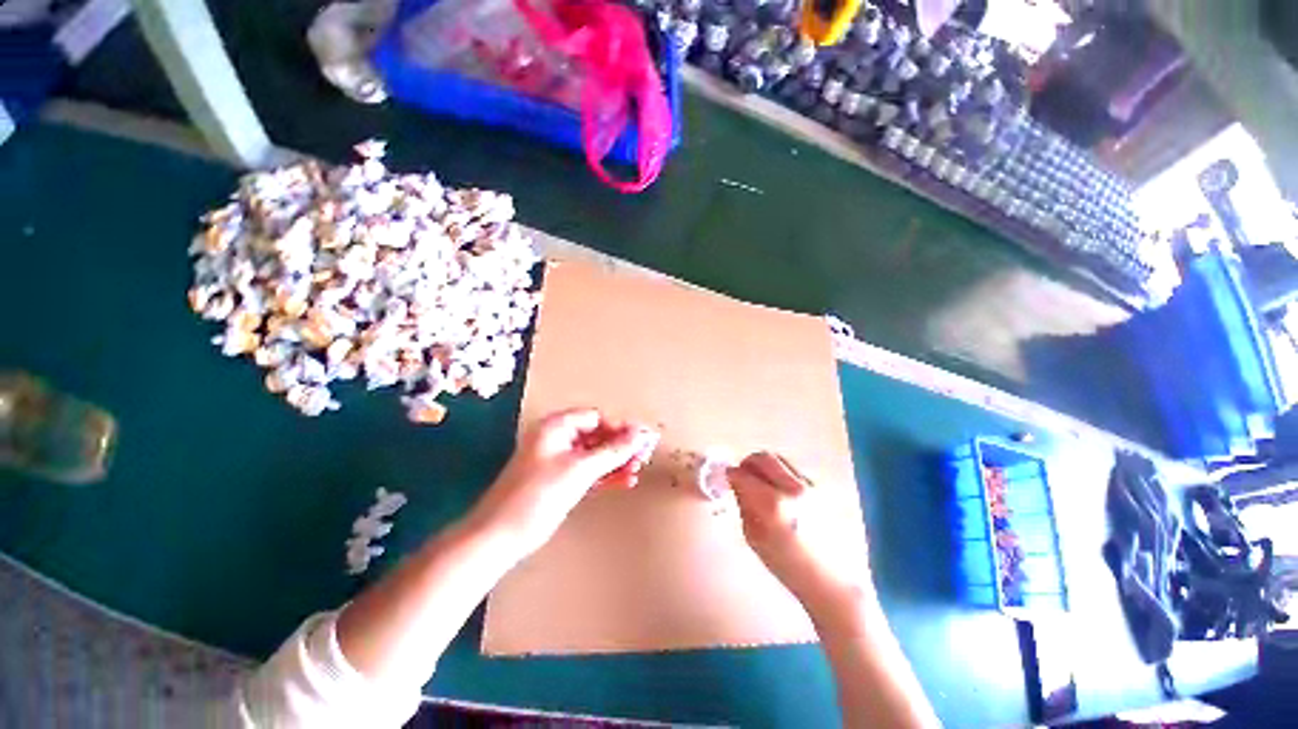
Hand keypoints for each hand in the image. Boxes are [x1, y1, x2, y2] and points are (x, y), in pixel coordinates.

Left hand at [470, 408, 657, 557]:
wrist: (501, 536)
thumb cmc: (539, 494)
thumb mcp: (580, 469)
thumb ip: (613, 451)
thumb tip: (639, 434)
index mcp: (556, 427)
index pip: (596, 418)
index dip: (620, 427)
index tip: (642, 439)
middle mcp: (557, 439)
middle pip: (597, 436)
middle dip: (620, 446)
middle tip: (644, 456)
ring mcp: (558, 461)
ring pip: (595, 455)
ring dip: (616, 462)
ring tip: (638, 469)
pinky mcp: (560, 481)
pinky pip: (589, 472)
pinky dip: (606, 475)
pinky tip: (625, 480)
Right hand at [728, 452, 870, 622]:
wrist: (830, 577)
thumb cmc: (787, 565)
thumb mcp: (754, 537)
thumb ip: (743, 504)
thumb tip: (737, 482)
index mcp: (773, 505)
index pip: (743, 475)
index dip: (731, 474)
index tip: (728, 477)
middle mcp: (793, 488)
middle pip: (763, 457)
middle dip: (748, 462)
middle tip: (743, 474)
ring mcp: (810, 486)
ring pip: (779, 460)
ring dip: (765, 467)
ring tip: (761, 484)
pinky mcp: (820, 487)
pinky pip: (792, 470)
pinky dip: (780, 474)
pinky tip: (780, 494)